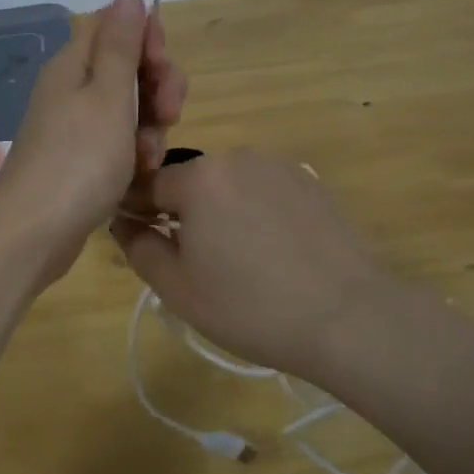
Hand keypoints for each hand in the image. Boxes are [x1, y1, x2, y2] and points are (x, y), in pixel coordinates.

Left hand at [0, 0, 186, 285]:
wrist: (34, 233)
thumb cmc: (77, 160)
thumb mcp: (107, 96)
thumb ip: (120, 45)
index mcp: (74, 64)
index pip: (115, 26)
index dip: (147, 39)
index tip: (162, 65)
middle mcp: (72, 88)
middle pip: (127, 67)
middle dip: (157, 87)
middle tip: (169, 113)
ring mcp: (75, 126)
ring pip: (129, 108)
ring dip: (150, 126)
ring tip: (148, 156)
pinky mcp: (80, 158)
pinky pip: (118, 141)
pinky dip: (133, 153)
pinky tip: (139, 174)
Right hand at [110, 149, 415, 377]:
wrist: (348, 317)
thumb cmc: (250, 307)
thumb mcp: (177, 288)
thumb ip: (139, 246)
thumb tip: (124, 221)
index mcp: (199, 177)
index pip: (148, 185)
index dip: (138, 214)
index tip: (143, 243)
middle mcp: (238, 157)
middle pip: (191, 183)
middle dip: (184, 214)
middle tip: (197, 263)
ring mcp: (280, 167)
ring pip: (230, 186)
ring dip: (222, 212)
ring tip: (241, 261)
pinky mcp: (311, 182)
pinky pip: (265, 192)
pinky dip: (258, 213)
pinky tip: (274, 253)